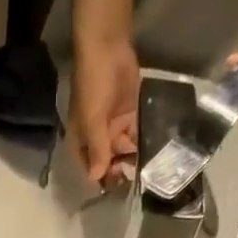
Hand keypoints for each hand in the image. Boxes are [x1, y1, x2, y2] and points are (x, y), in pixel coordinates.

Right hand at [68, 33, 140, 185]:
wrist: (107, 46)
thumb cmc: (93, 85)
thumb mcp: (92, 120)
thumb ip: (97, 149)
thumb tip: (97, 178)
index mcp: (82, 142)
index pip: (91, 170)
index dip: (103, 181)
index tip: (118, 191)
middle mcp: (97, 139)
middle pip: (109, 163)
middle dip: (122, 172)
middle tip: (138, 180)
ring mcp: (114, 127)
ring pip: (124, 150)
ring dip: (134, 159)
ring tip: (150, 169)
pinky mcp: (129, 115)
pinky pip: (136, 134)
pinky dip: (143, 142)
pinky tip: (155, 152)